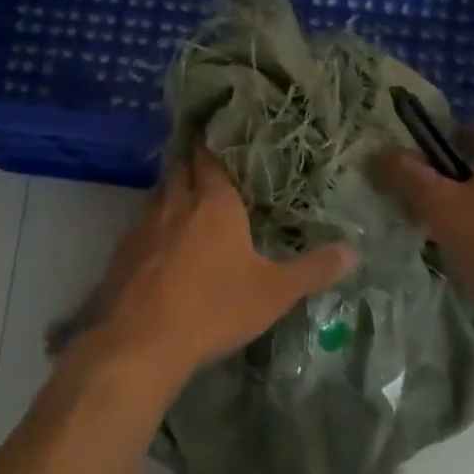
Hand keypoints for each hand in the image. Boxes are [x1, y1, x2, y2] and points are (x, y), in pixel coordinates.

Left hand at [71, 148, 356, 392]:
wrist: (141, 342)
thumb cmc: (214, 307)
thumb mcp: (274, 292)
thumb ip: (313, 270)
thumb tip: (353, 251)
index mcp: (214, 203)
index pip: (210, 158)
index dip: (211, 143)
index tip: (215, 132)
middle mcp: (175, 204)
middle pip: (180, 169)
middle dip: (190, 161)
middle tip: (205, 159)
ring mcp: (142, 227)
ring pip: (157, 195)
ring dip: (171, 191)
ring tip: (186, 198)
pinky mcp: (120, 253)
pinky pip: (140, 227)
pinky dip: (152, 226)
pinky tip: (160, 244)